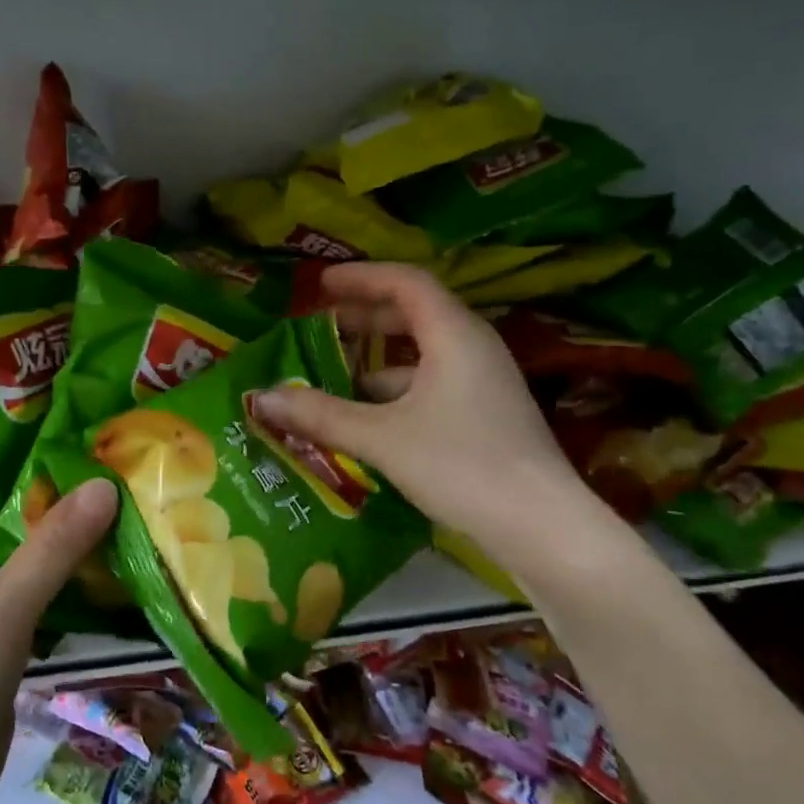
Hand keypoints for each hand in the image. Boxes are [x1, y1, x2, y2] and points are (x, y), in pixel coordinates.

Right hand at [253, 262, 597, 570]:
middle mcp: (473, 347)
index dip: (360, 277)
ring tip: (332, 374)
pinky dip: (395, 389)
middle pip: (414, 313)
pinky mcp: (485, 414)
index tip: (319, 283)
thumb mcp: (381, 438)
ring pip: (422, 353)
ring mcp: (483, 382)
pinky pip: (431, 383)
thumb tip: (261, 398)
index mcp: (454, 334)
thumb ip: (320, 414)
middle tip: (320, 323)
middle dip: (364, 315)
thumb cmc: (461, 465)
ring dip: (376, 358)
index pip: (405, 282)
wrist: (541, 527)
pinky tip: (366, 416)